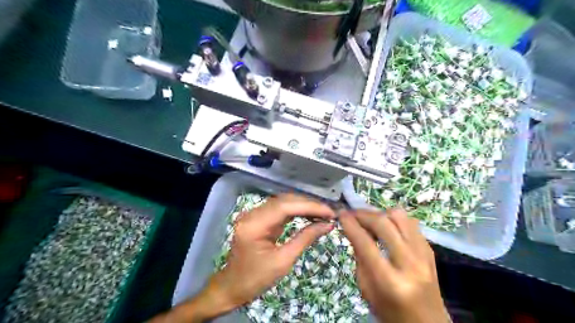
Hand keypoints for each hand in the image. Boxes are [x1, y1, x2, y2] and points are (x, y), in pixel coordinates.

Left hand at [211, 193, 336, 308]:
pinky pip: (280, 209)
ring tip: (324, 212)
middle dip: (309, 204)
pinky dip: (296, 211)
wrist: (233, 286)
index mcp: (254, 225)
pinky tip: (310, 214)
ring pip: (283, 202)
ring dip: (304, 206)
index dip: (309, 206)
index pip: (285, 206)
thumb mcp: (283, 261)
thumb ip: (305, 238)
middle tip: (330, 212)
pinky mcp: (259, 218)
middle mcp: (252, 214)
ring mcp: (254, 214)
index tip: (330, 211)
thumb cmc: (256, 279)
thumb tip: (328, 225)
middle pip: (284, 201)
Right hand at [338, 209, 450, 320]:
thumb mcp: (366, 289)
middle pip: (383, 223)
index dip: (350, 224)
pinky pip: (410, 223)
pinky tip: (386, 228)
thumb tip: (353, 230)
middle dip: (363, 214)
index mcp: (389, 281)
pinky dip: (394, 220)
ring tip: (370, 221)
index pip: (365, 243)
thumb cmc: (390, 311)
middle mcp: (410, 264)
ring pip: (400, 217)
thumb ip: (360, 258)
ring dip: (380, 214)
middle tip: (352, 214)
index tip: (340, 214)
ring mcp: (424, 255)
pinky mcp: (430, 250)